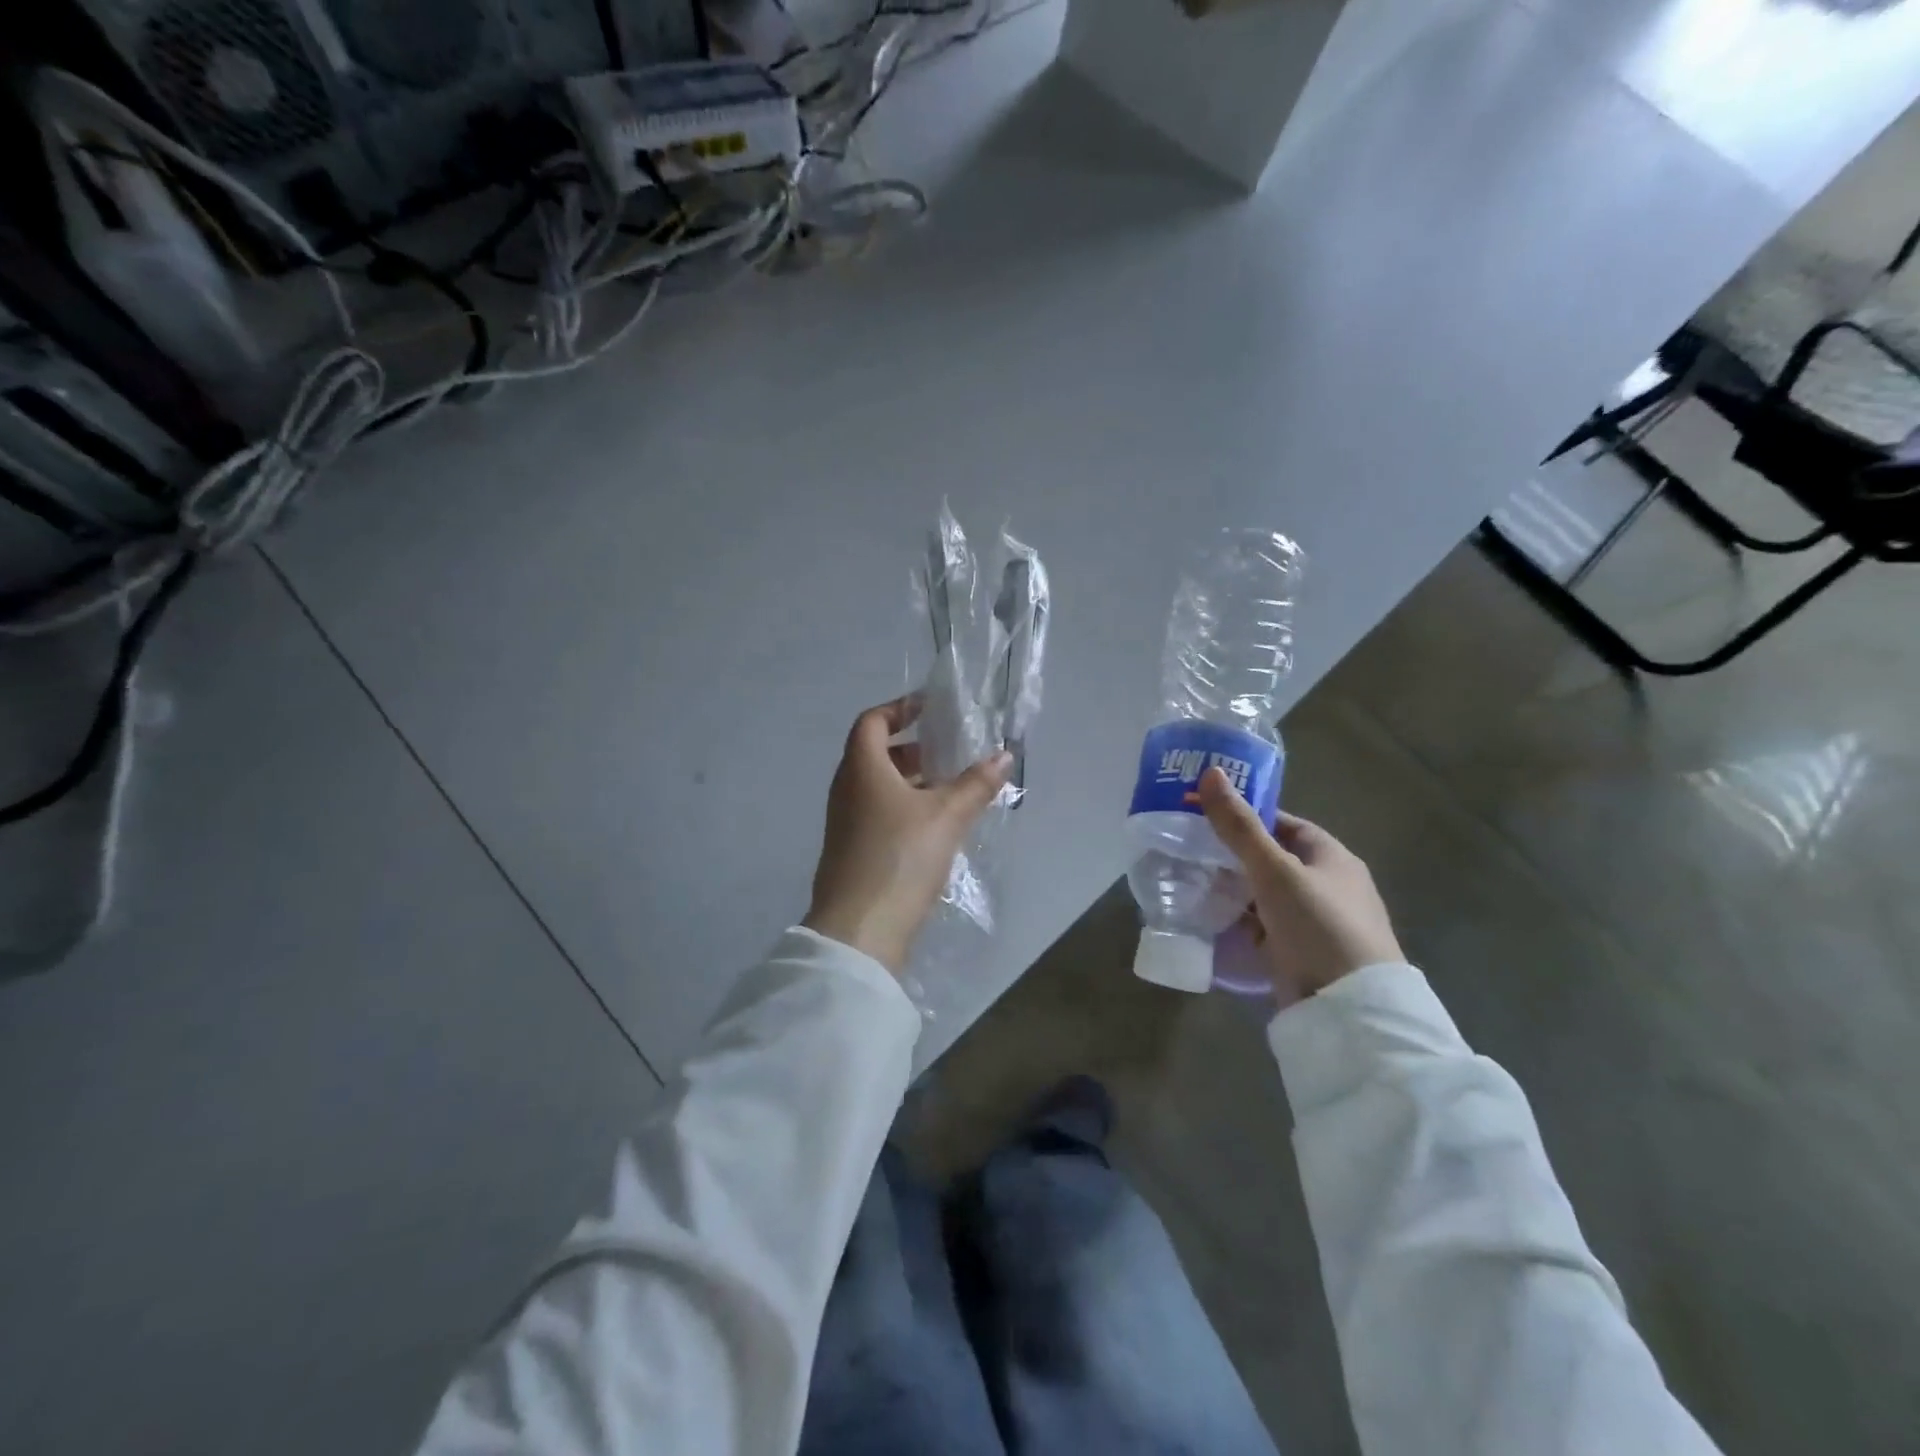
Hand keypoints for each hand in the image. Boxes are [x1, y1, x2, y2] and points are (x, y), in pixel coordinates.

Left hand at [803, 696, 1012, 973]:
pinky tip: (937, 826)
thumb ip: (975, 784)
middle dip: (914, 748)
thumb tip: (1004, 756)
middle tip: (950, 752)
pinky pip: (880, 813)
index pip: (872, 721)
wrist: (860, 930)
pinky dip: (906, 807)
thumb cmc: (900, 857)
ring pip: (880, 786)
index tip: (931, 709)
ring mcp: (847, 822)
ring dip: (913, 781)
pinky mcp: (854, 850)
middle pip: (876, 753)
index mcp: (861, 769)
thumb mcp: (946, 816)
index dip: (900, 708)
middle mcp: (847, 789)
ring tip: (953, 789)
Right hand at [1197, 766, 1403, 997]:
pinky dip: (1238, 921)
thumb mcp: (1274, 870)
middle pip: (1271, 859)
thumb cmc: (1318, 925)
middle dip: (1231, 855)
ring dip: (1231, 890)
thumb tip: (1210, 773)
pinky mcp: (1299, 953)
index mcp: (1331, 857)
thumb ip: (1239, 826)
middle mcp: (1326, 886)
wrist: (1349, 1009)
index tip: (1203, 815)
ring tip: (1187, 881)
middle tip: (1186, 849)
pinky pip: (1262, 927)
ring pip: (1263, 895)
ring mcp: (1313, 922)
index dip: (1245, 816)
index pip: (1283, 824)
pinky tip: (1208, 919)